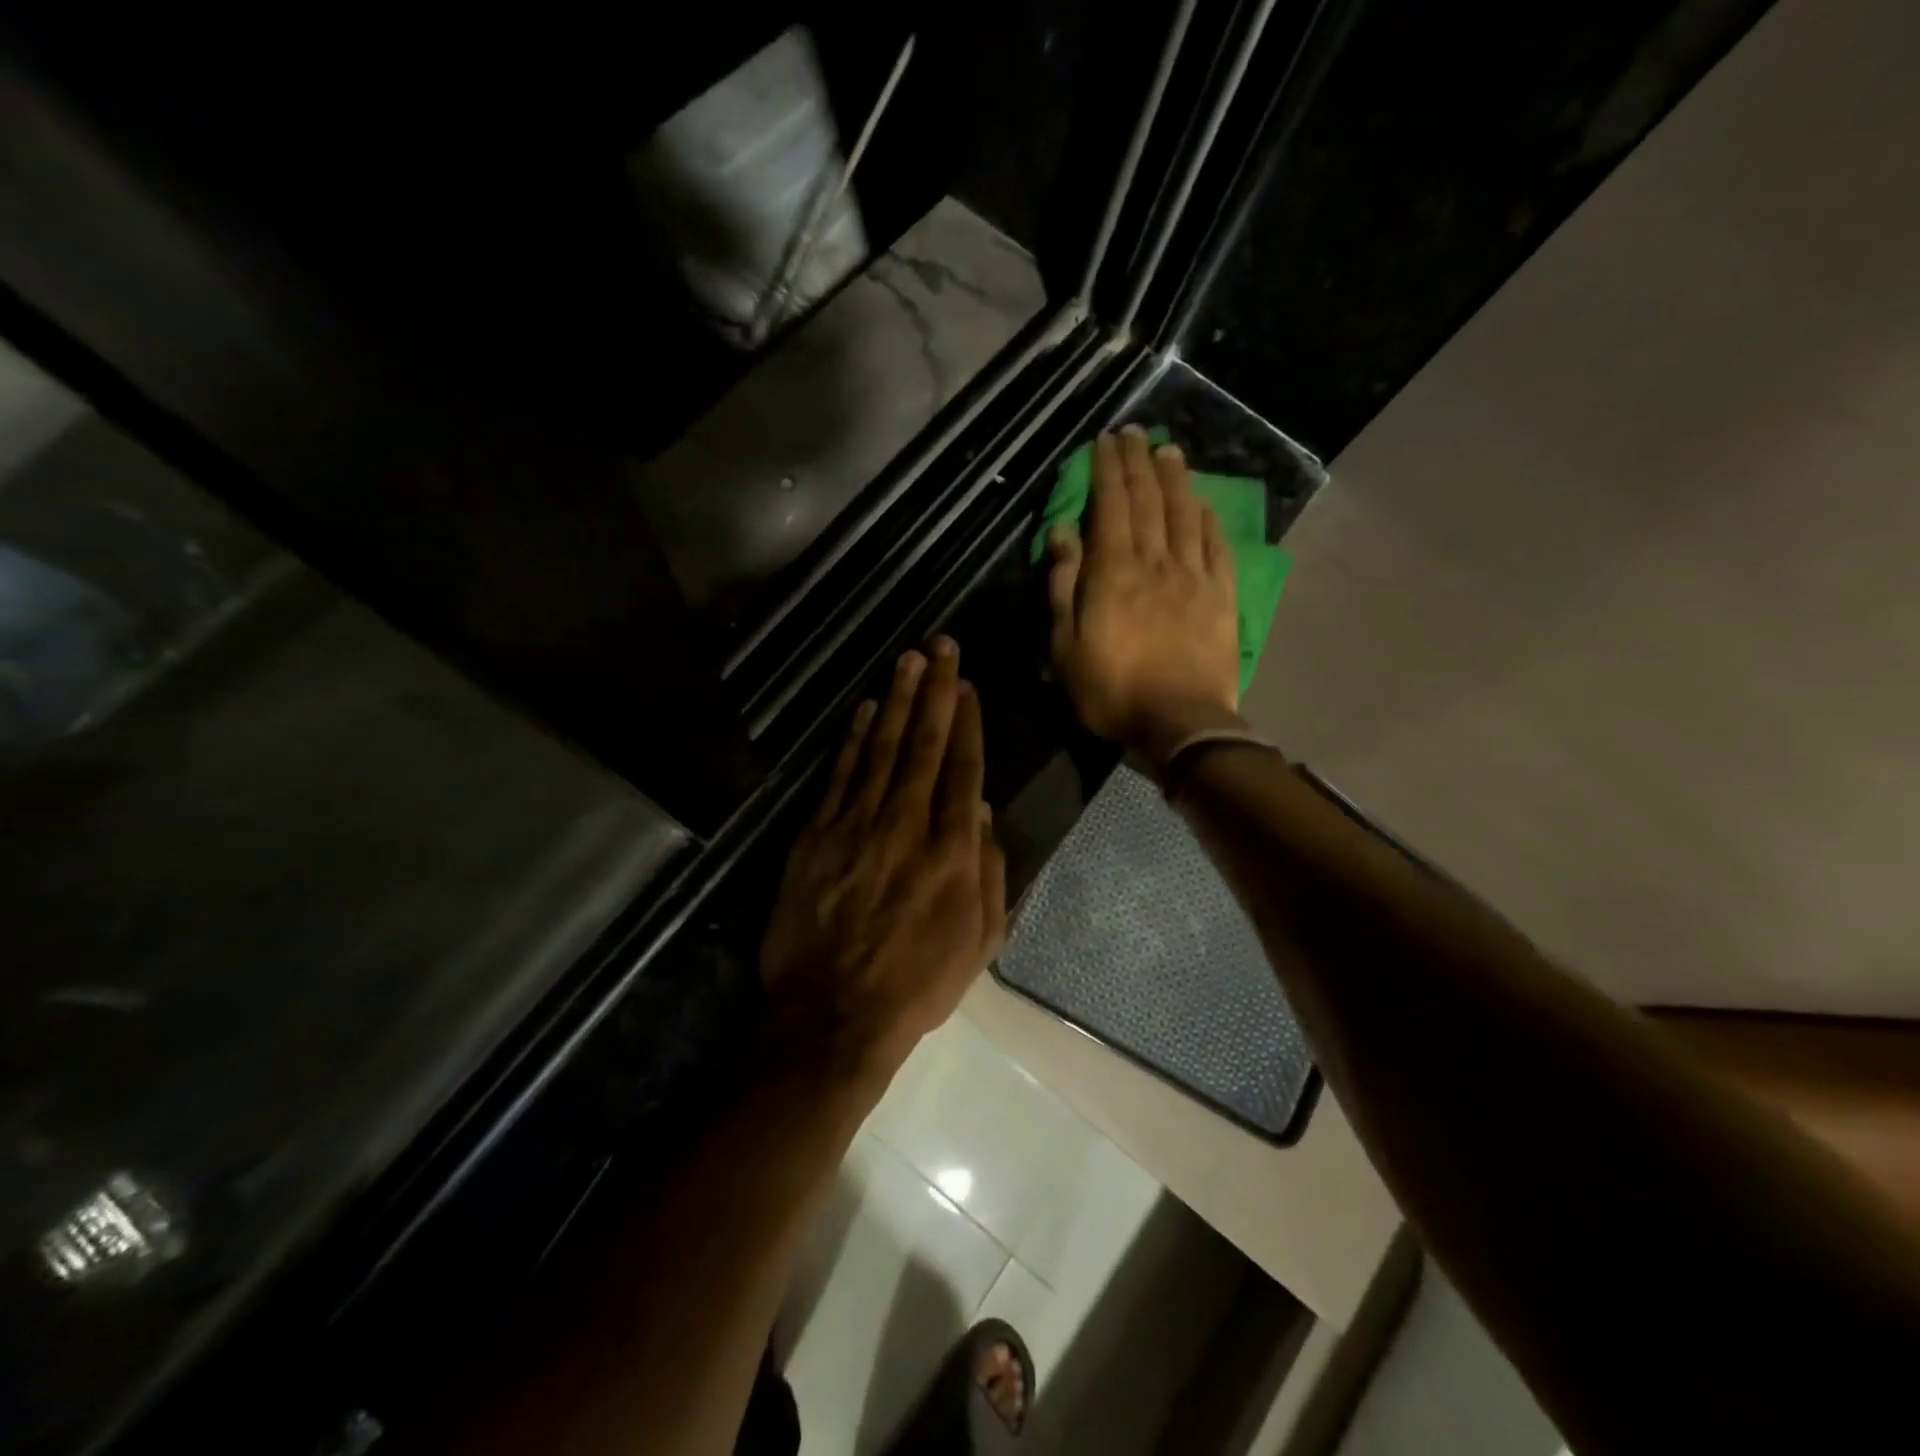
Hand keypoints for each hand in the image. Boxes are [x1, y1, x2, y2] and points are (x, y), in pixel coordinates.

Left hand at [760, 638, 1006, 1081]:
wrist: (832, 1016)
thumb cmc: (916, 984)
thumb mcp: (979, 941)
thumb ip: (988, 871)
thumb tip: (981, 810)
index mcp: (952, 852)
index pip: (963, 770)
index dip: (966, 723)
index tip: (968, 686)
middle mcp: (907, 826)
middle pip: (923, 745)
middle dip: (935, 692)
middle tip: (942, 646)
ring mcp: (856, 827)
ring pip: (881, 749)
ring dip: (896, 700)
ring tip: (908, 660)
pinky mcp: (816, 836)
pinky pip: (839, 776)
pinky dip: (852, 739)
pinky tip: (863, 709)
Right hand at [1047, 426, 1239, 755]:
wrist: (1180, 722)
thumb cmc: (1112, 689)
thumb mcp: (1065, 646)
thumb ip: (1064, 585)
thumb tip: (1063, 533)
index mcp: (1114, 571)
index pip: (1111, 505)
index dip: (1107, 470)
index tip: (1105, 441)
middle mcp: (1156, 561)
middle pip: (1149, 500)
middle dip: (1139, 462)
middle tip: (1135, 432)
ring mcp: (1194, 576)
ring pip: (1184, 515)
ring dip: (1176, 479)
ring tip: (1169, 451)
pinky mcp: (1222, 596)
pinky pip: (1217, 546)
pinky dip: (1208, 519)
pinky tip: (1204, 503)